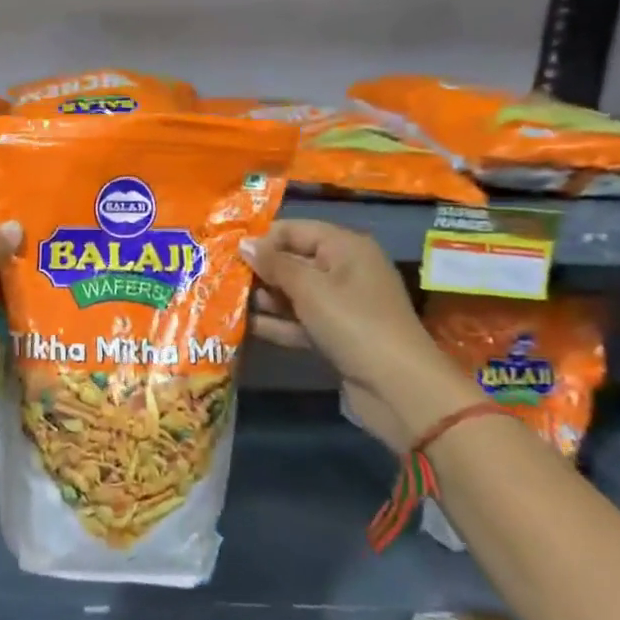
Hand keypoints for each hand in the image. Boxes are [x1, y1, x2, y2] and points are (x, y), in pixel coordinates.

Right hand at [241, 222, 478, 453]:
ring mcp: (340, 305)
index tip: (227, 255)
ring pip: (293, 294)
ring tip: (224, 304)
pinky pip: (299, 321)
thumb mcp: (310, 288)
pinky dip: (276, 323)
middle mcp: (344, 270)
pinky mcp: (335, 335)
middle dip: (258, 271)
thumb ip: (274, 264)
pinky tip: (242, 327)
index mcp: (345, 247)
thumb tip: (244, 243)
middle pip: (292, 261)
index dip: (262, 240)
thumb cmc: (353, 323)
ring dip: (263, 299)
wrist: (399, 389)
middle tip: (220, 280)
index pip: (294, 230)